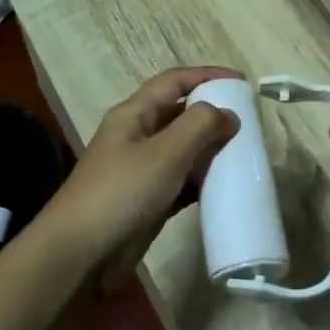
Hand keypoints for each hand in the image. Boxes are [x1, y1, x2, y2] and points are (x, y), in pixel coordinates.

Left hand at [37, 66, 241, 276]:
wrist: (80, 254)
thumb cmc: (122, 193)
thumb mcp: (165, 152)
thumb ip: (200, 125)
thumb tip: (228, 114)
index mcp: (134, 114)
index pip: (174, 81)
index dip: (207, 75)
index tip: (242, 82)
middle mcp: (136, 136)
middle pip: (179, 113)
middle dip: (212, 113)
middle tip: (248, 122)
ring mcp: (140, 170)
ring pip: (182, 149)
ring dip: (210, 148)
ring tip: (243, 153)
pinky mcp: (147, 201)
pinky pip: (181, 181)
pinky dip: (202, 180)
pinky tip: (224, 187)